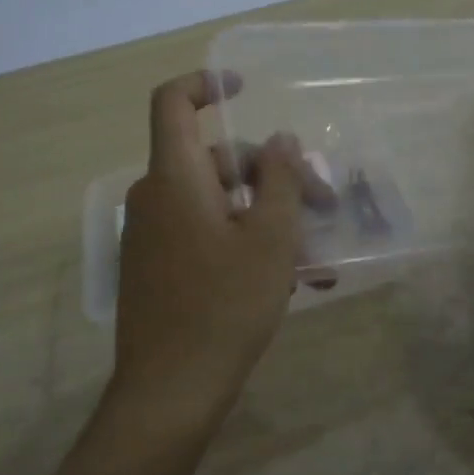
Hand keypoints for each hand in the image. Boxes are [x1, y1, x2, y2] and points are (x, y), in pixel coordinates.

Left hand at [111, 70, 312, 431]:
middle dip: (270, 174)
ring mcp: (152, 236)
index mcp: (175, 178)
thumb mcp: (270, 239)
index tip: (244, 88)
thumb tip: (281, 141)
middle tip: (321, 205)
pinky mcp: (157, 268)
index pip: (173, 104)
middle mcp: (155, 198)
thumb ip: (280, 179)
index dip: (205, 84)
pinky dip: (242, 239)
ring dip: (264, 214)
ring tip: (314, 253)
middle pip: (214, 160)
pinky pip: (203, 233)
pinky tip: (284, 275)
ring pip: (215, 202)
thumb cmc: (225, 305)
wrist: (170, 390)